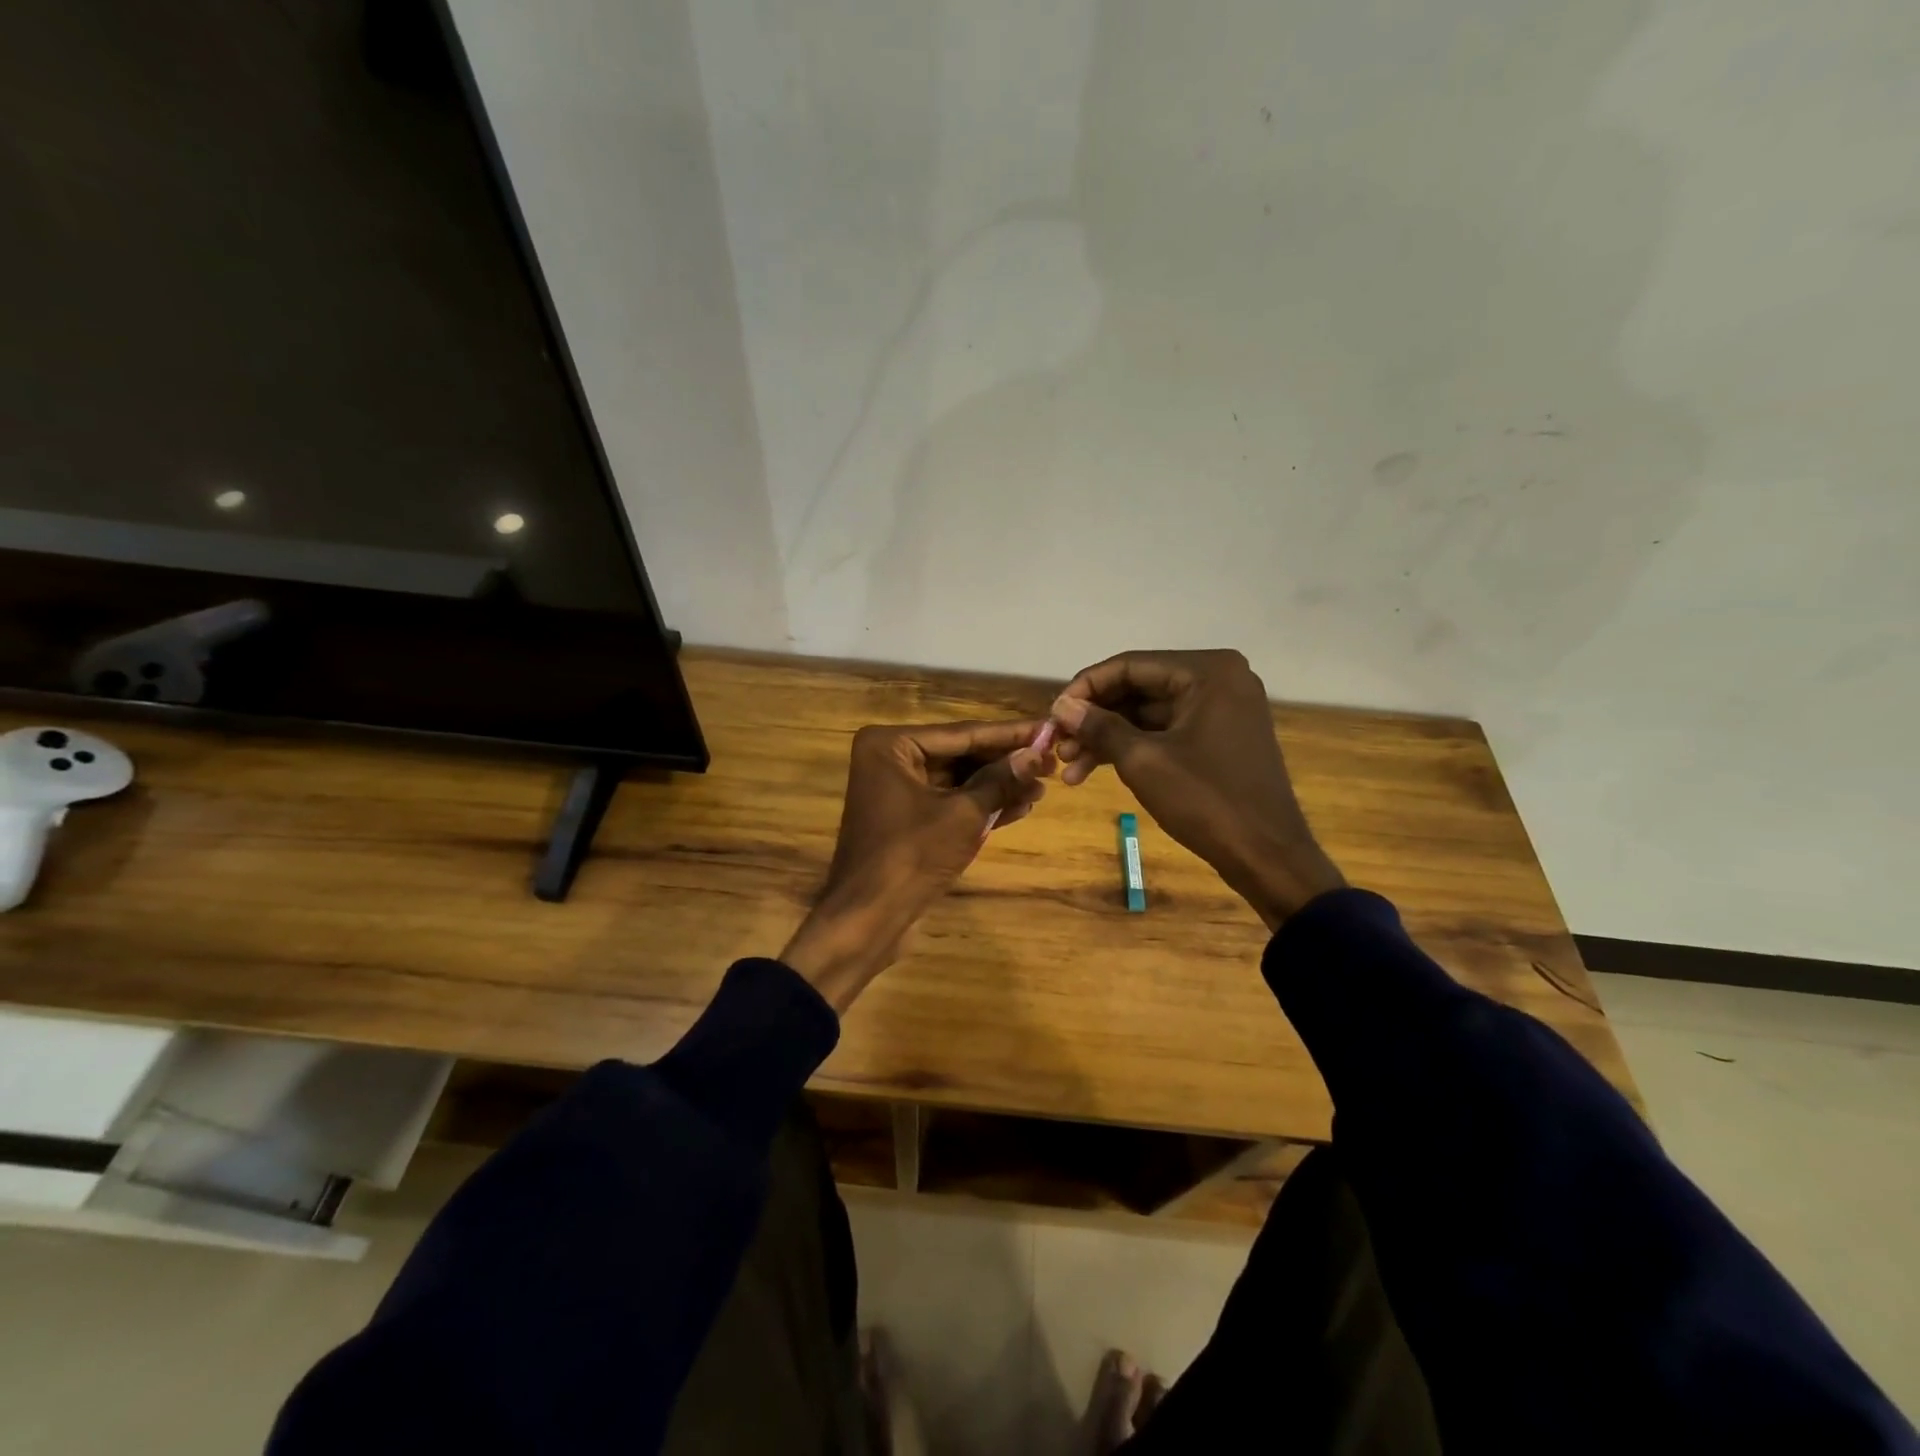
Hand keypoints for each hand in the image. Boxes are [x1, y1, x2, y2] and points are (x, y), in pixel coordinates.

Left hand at [782, 720, 1051, 1009]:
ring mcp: (897, 791)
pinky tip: (1021, 806)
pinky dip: (982, 805)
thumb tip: (1038, 754)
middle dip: (1005, 762)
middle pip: (960, 754)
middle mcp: (890, 760)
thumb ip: (1001, 780)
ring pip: (958, 780)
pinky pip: (950, 802)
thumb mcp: (964, 815)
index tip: (1048, 728)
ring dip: (999, 785)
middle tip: (1052, 760)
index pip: (962, 734)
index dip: (1009, 734)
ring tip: (1043, 786)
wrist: (868, 919)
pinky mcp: (907, 819)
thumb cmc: (912, 857)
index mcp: (891, 745)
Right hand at [1050, 650, 1344, 929]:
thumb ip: (1099, 726)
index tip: (1052, 715)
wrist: (1267, 856)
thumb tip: (1061, 706)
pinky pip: (1165, 731)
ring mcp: (1221, 708)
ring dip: (1107, 738)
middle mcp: (1218, 679)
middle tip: (1056, 745)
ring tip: (1068, 768)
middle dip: (1094, 719)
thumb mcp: (1143, 761)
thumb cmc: (1206, 801)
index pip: (1130, 665)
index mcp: (1207, 671)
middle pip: (1138, 688)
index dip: (1085, 689)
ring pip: (1147, 713)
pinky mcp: (1218, 736)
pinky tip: (1095, 770)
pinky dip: (1132, 748)